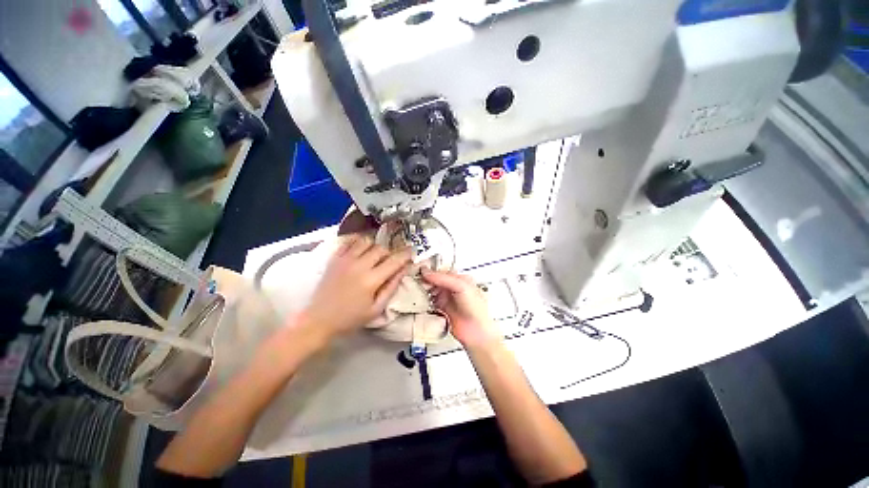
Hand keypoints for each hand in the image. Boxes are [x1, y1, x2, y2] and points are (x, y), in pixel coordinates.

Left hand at [302, 236, 411, 339]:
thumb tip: (404, 270)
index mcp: (371, 280)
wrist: (319, 320)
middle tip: (390, 261)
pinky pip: (349, 242)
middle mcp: (359, 265)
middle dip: (390, 253)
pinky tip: (361, 250)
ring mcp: (345, 260)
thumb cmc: (350, 318)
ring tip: (375, 256)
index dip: (406, 254)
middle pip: (381, 248)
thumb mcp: (376, 309)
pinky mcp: (335, 259)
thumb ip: (392, 287)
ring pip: (366, 241)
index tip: (412, 252)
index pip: (394, 261)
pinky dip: (358, 242)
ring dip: (375, 246)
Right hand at [421, 268, 500, 350]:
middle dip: (425, 280)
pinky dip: (424, 301)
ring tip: (414, 289)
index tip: (419, 270)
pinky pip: (429, 302)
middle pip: (435, 280)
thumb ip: (444, 278)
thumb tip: (427, 272)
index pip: (442, 271)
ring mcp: (446, 298)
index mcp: (460, 279)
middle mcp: (452, 288)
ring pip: (431, 290)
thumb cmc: (476, 309)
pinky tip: (419, 300)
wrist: (476, 332)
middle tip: (415, 280)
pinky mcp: (441, 309)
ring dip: (423, 290)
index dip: (431, 271)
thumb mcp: (461, 287)